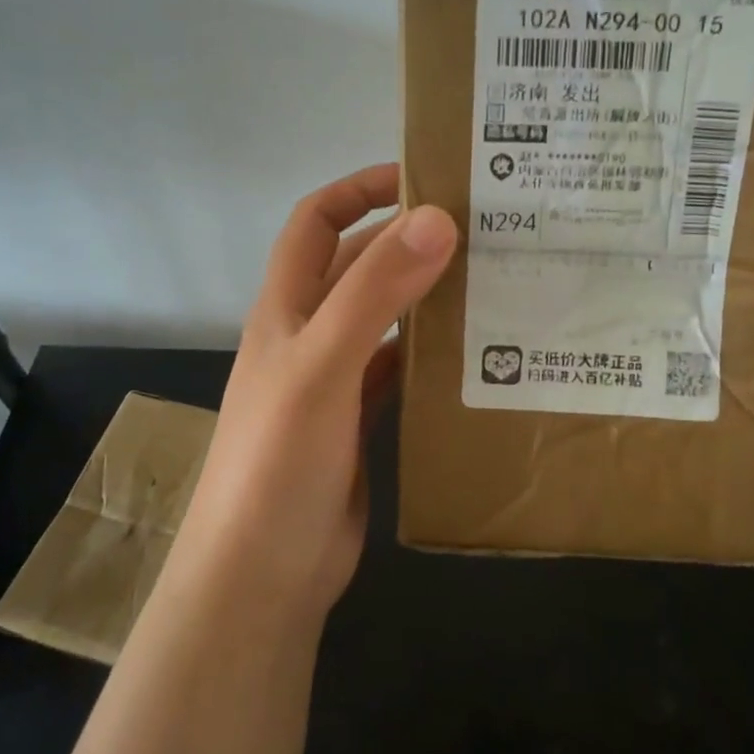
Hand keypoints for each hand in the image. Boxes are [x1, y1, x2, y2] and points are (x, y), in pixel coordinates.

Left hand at [174, 164, 456, 625]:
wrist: (262, 577)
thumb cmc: (278, 463)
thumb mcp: (322, 367)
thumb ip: (374, 293)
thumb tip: (436, 218)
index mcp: (287, 309)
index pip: (317, 222)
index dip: (359, 189)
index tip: (423, 177)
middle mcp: (309, 335)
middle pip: (358, 267)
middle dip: (407, 241)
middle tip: (483, 230)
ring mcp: (334, 382)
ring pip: (385, 320)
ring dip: (426, 298)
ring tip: (491, 283)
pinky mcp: (359, 423)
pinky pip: (400, 372)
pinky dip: (430, 355)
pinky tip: (474, 354)